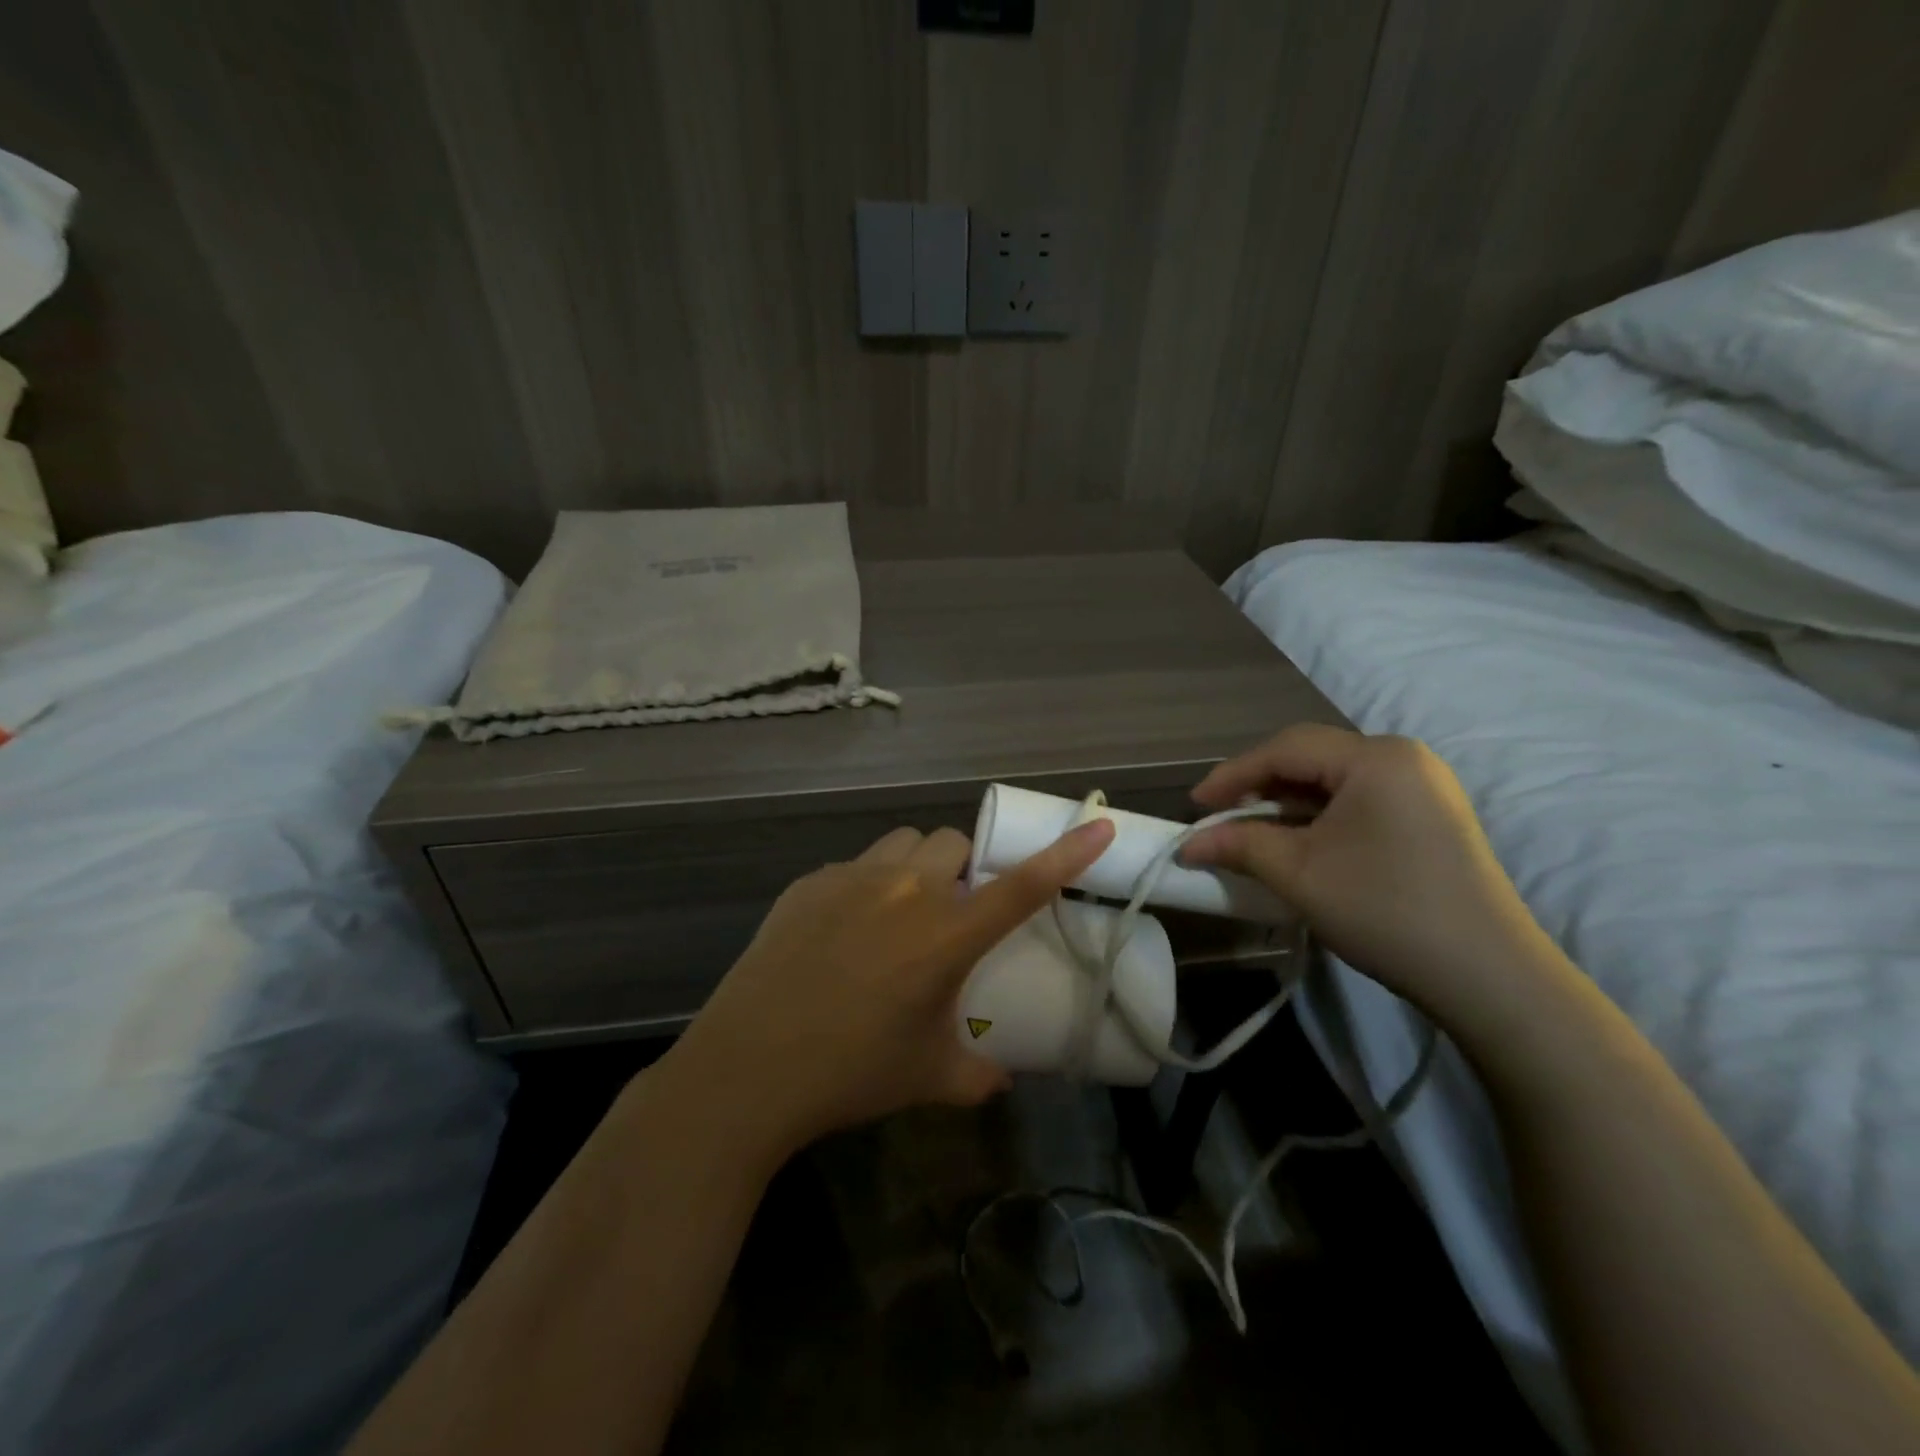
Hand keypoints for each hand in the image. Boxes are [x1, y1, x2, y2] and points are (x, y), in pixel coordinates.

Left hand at [669, 817, 1116, 1156]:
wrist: (747, 1069)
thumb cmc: (850, 1074)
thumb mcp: (926, 1077)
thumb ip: (976, 1075)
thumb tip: (1001, 1079)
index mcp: (944, 935)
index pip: (1021, 885)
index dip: (1066, 854)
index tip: (1098, 824)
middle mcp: (904, 891)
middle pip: (954, 843)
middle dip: (964, 868)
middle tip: (953, 912)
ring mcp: (851, 879)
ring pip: (904, 843)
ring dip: (918, 866)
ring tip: (901, 912)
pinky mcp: (809, 882)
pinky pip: (856, 865)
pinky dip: (868, 884)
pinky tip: (845, 931)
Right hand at [1181, 724, 1553, 1018]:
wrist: (1489, 976)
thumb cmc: (1385, 910)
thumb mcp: (1299, 874)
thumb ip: (1239, 845)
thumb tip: (1189, 844)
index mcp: (1375, 757)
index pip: (1285, 749)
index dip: (1232, 774)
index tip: (1195, 805)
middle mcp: (1403, 757)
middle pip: (1311, 757)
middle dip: (1260, 785)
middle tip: (1222, 817)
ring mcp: (1424, 785)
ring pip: (1334, 778)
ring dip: (1288, 802)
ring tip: (1253, 831)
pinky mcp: (1432, 814)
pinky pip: (1359, 798)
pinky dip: (1320, 814)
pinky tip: (1299, 840)